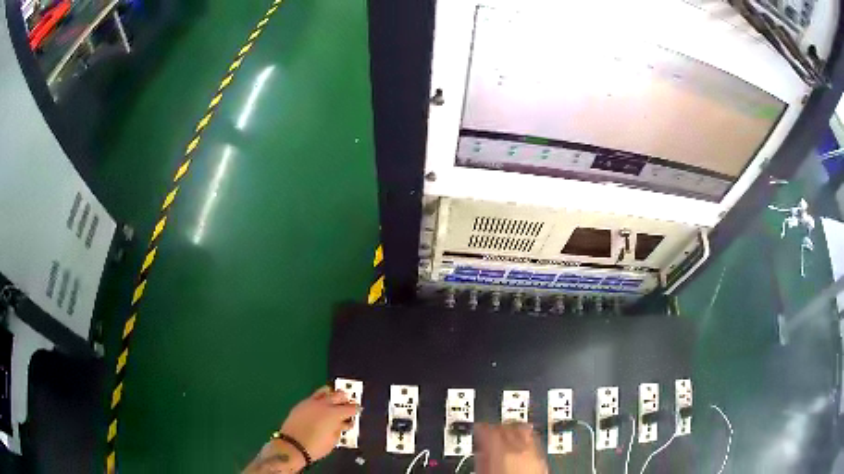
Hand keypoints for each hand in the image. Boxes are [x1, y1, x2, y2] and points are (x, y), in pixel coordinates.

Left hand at [280, 386, 358, 460]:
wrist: (292, 446)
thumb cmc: (316, 446)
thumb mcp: (334, 440)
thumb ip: (340, 428)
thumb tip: (343, 423)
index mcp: (334, 414)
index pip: (350, 408)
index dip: (356, 409)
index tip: (358, 411)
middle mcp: (323, 404)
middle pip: (339, 395)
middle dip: (346, 399)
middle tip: (348, 404)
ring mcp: (311, 402)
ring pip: (325, 391)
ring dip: (332, 395)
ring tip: (335, 401)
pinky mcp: (301, 404)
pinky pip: (314, 396)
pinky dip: (320, 399)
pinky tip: (321, 406)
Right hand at [475, 423, 547, 473]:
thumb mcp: (484, 473)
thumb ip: (482, 460)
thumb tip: (479, 453)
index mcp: (501, 452)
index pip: (490, 430)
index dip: (482, 428)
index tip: (479, 429)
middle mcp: (520, 450)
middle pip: (508, 427)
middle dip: (498, 427)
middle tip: (490, 430)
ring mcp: (535, 454)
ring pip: (524, 430)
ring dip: (514, 430)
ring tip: (506, 433)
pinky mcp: (543, 460)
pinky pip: (534, 442)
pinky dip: (526, 440)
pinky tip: (521, 446)